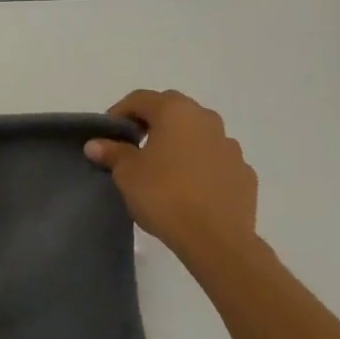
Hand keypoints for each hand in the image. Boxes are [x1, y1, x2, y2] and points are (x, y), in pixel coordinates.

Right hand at [85, 90, 257, 263]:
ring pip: (198, 135)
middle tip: (133, 147)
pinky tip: (190, 189)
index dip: (119, 113)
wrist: (216, 239)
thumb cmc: (164, 195)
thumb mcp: (127, 173)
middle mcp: (207, 119)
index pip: (140, 99)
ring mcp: (230, 146)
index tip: (108, 135)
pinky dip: (201, 167)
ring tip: (163, 170)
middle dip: (152, 124)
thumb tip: (95, 144)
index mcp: (175, 111)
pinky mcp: (244, 174)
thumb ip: (112, 153)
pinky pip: (215, 161)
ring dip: (180, 145)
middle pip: (172, 111)